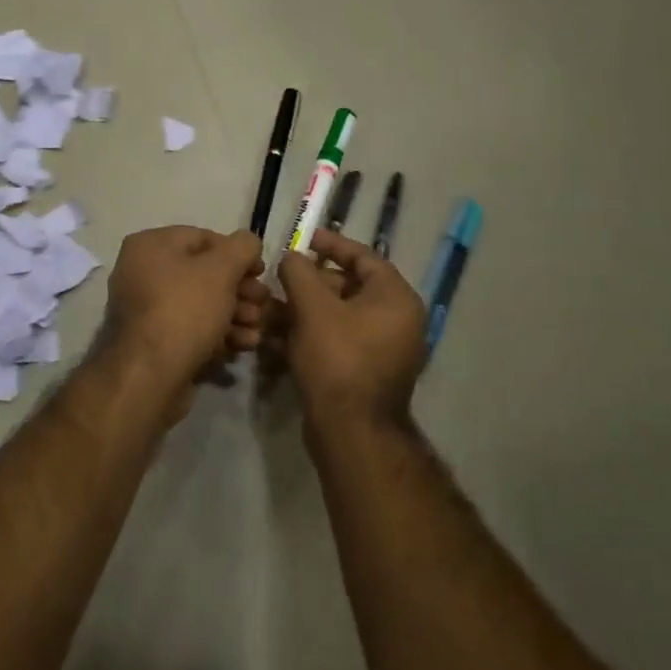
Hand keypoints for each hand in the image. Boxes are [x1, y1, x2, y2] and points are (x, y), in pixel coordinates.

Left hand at [100, 226, 264, 394]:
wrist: (149, 377)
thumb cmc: (184, 310)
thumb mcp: (221, 270)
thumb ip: (241, 247)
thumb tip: (248, 242)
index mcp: (150, 246)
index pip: (203, 238)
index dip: (238, 253)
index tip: (261, 273)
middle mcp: (143, 272)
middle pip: (204, 274)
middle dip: (240, 290)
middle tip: (263, 304)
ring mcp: (147, 309)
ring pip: (202, 303)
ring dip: (236, 313)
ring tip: (258, 328)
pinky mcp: (156, 342)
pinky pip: (192, 328)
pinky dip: (219, 333)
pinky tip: (244, 345)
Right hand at [276, 229, 426, 426]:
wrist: (351, 432)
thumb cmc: (337, 358)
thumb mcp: (313, 307)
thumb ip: (299, 272)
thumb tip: (292, 257)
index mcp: (395, 298)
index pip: (364, 257)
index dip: (332, 244)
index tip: (305, 238)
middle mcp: (398, 320)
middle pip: (350, 287)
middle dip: (311, 282)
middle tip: (282, 279)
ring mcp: (385, 349)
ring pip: (340, 316)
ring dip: (306, 310)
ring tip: (273, 309)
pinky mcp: (368, 372)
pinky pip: (339, 341)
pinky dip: (312, 334)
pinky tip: (280, 338)